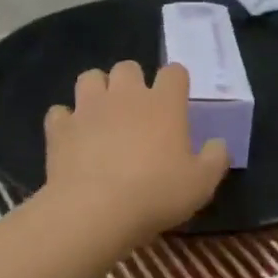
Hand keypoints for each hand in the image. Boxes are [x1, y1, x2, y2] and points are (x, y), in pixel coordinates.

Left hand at [43, 60, 229, 242]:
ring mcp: (89, 108)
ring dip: (96, 90)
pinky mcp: (60, 127)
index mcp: (164, 103)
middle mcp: (126, 95)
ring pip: (90, 77)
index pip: (174, 72)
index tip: (176, 101)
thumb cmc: (156, 193)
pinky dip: (65, 121)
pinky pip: (59, 112)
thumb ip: (215, 159)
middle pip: (128, 67)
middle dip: (132, 82)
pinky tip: (71, 137)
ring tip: (101, 114)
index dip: (176, 82)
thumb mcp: (201, 184)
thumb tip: (218, 144)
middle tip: (136, 110)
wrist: (95, 210)